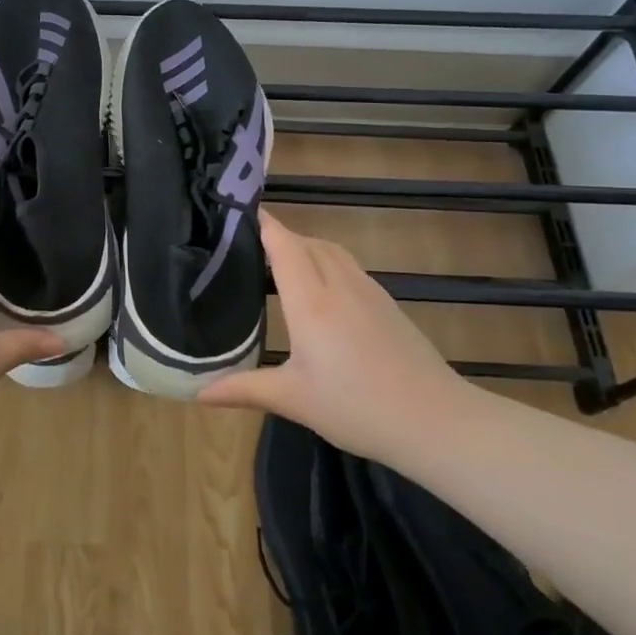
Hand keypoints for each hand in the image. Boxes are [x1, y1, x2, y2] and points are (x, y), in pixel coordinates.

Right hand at [198, 210, 472, 460]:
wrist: (437, 421)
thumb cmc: (357, 408)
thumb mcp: (294, 400)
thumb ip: (244, 389)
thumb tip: (199, 393)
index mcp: (311, 302)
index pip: (284, 245)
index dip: (263, 224)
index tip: (235, 213)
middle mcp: (339, 285)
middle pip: (306, 242)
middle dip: (279, 236)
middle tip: (246, 245)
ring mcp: (368, 292)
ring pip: (331, 251)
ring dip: (305, 246)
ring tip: (279, 263)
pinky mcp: (387, 304)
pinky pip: (349, 266)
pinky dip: (327, 262)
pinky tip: (320, 291)